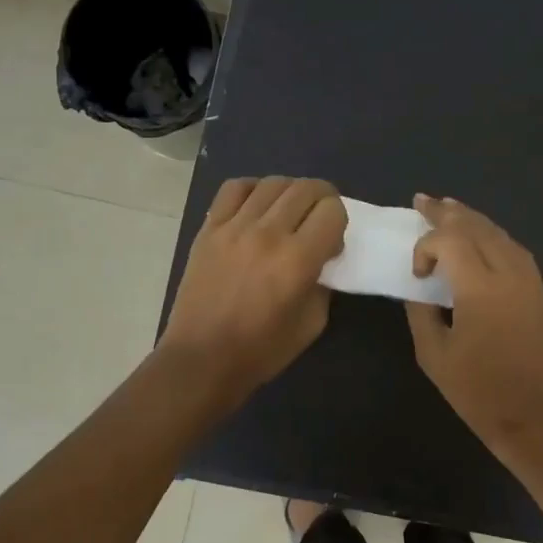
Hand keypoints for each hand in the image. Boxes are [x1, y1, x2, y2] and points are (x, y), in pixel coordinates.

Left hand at [159, 177, 346, 403]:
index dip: (340, 222)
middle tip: (319, 220)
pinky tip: (258, 207)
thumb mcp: (312, 323)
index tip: (331, 244)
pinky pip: (235, 188)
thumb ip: (323, 283)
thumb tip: (321, 258)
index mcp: (297, 260)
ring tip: (290, 212)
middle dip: (323, 200)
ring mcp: (234, 227)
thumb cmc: (262, 350)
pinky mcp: (209, 228)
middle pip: (306, 188)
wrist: (202, 359)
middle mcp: (268, 234)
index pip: (332, 211)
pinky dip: (254, 189)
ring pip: (273, 183)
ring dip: (291, 192)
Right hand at [405, 195, 542, 447]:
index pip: (450, 241)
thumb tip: (417, 286)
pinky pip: (515, 249)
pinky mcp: (540, 291)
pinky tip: (481, 236)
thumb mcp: (432, 353)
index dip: (426, 246)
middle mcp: (509, 274)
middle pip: (476, 227)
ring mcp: (530, 280)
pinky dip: (493, 236)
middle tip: (422, 201)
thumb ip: (420, 311)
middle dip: (446, 212)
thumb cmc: (475, 390)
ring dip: (472, 219)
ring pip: (499, 233)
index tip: (417, 273)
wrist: (529, 415)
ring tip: (449, 207)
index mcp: (480, 289)